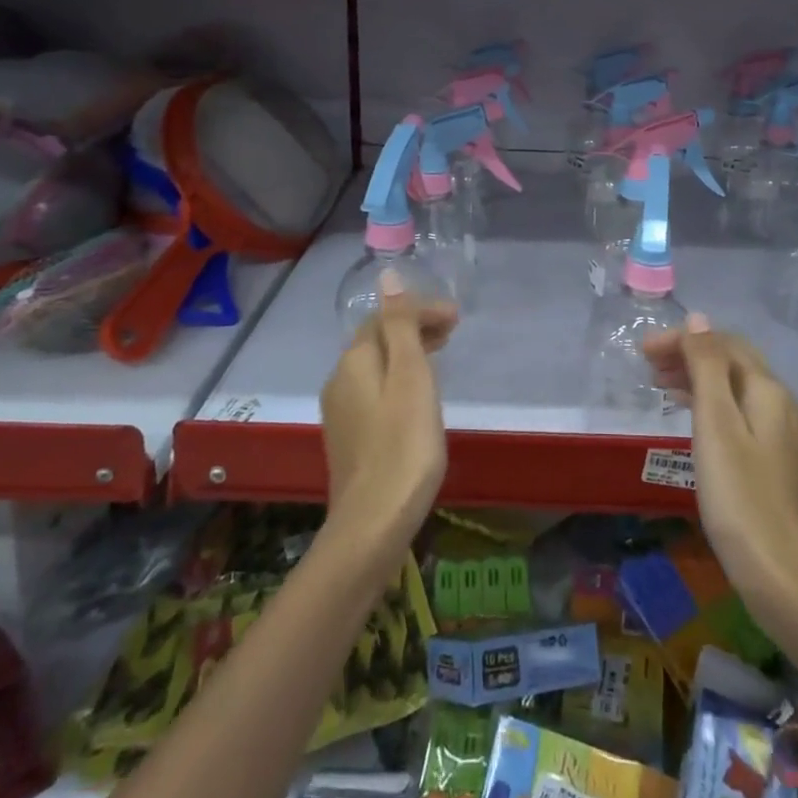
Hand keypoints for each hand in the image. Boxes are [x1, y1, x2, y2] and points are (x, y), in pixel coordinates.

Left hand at [321, 271, 455, 559]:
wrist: (373, 521)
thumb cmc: (403, 443)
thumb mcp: (410, 376)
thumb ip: (401, 325)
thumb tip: (387, 276)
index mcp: (355, 360)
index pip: (386, 317)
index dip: (420, 309)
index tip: (457, 317)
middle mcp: (340, 379)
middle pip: (378, 339)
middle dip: (414, 327)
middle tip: (453, 331)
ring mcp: (341, 410)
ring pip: (376, 365)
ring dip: (408, 352)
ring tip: (440, 355)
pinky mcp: (348, 436)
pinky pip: (374, 389)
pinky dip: (398, 378)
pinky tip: (416, 395)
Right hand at [642, 314, 797, 613]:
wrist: (781, 574)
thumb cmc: (739, 496)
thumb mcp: (715, 424)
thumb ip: (707, 367)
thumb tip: (698, 319)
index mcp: (768, 390)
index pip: (724, 343)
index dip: (683, 339)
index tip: (643, 351)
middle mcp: (782, 403)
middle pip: (733, 362)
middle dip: (690, 354)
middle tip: (647, 366)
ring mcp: (783, 433)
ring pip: (736, 388)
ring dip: (698, 378)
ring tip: (660, 387)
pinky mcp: (777, 460)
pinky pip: (741, 412)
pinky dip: (711, 404)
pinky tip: (692, 419)